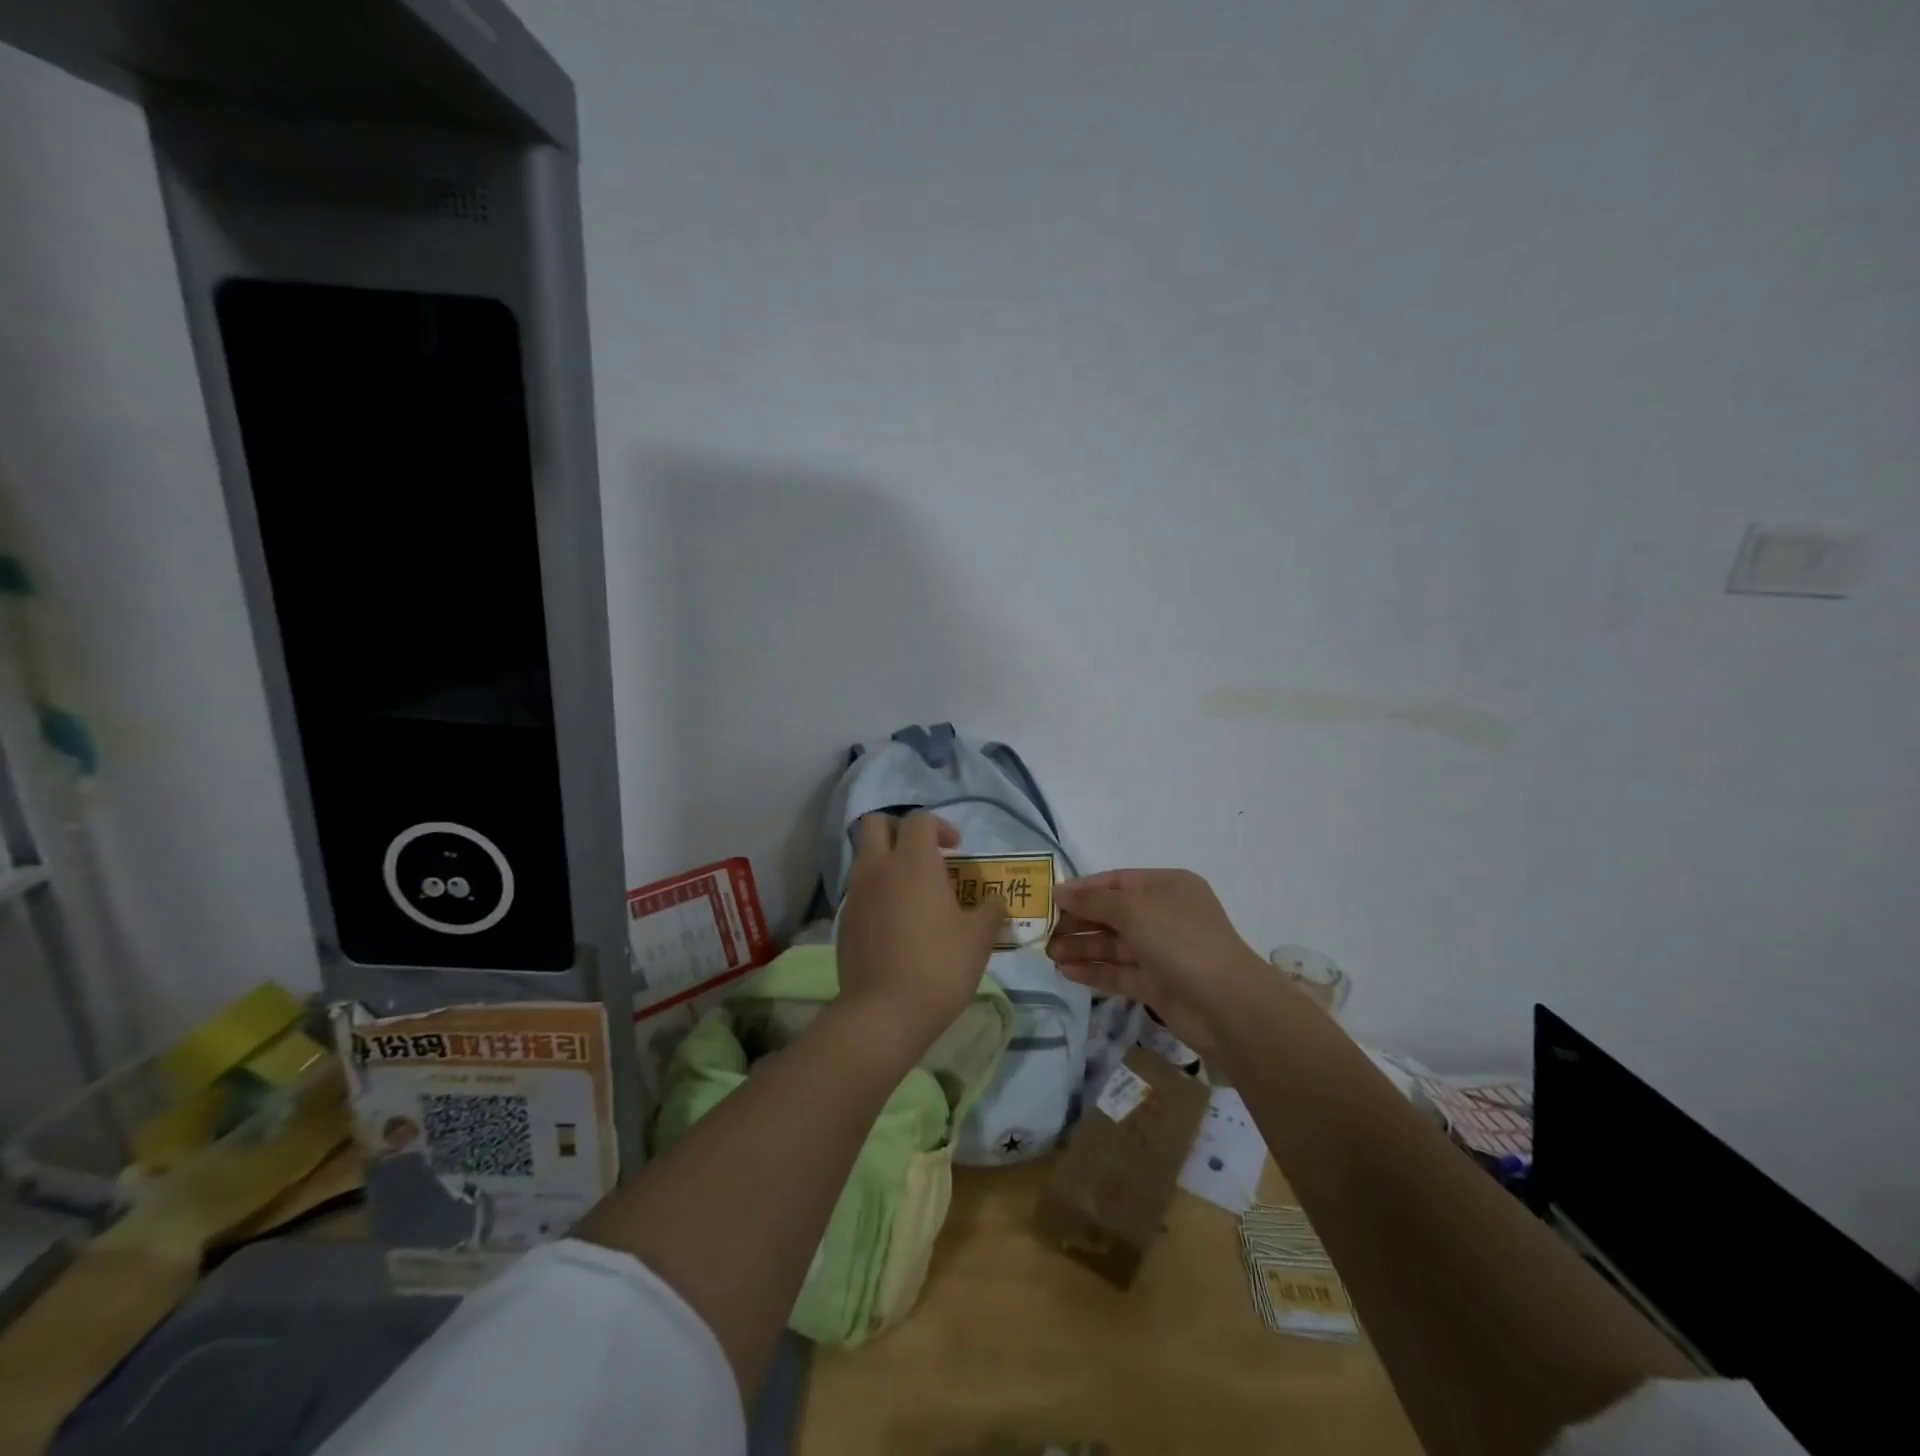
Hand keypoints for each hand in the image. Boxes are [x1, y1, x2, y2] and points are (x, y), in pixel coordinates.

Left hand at [833, 812, 1006, 1063]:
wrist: (883, 1014)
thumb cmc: (938, 967)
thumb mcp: (979, 938)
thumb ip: (990, 911)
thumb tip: (994, 903)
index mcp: (913, 862)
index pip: (919, 820)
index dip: (940, 826)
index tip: (956, 849)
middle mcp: (878, 868)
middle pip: (876, 824)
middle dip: (900, 829)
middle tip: (924, 854)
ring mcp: (856, 894)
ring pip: (864, 855)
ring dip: (886, 860)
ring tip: (913, 890)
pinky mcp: (844, 920)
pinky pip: (859, 888)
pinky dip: (876, 890)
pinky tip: (896, 921)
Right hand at [1046, 869, 1264, 1059]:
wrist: (1227, 1005)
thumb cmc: (1180, 940)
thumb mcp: (1134, 909)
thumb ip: (1093, 901)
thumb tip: (1059, 892)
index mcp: (1166, 886)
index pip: (1115, 881)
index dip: (1082, 889)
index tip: (1048, 899)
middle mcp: (1164, 915)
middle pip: (1112, 913)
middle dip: (1078, 921)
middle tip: (1043, 931)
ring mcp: (1161, 951)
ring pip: (1113, 945)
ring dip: (1082, 947)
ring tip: (1049, 953)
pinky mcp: (1157, 985)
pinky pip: (1119, 972)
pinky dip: (1094, 971)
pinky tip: (1066, 971)